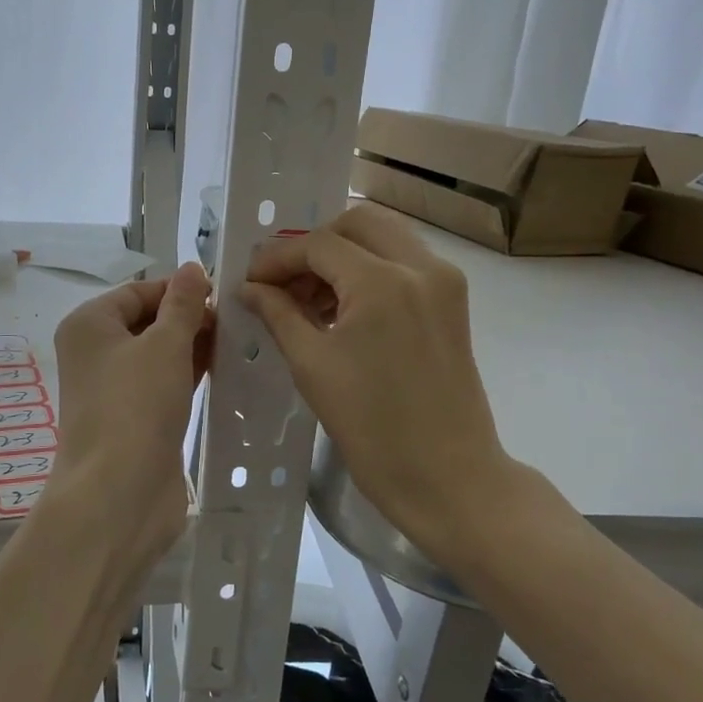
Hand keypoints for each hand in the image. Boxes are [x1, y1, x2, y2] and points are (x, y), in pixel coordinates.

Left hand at [49, 262, 213, 565]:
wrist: (119, 495)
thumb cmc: (136, 406)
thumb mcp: (164, 345)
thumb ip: (182, 305)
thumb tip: (193, 268)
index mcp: (90, 325)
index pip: (139, 291)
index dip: (180, 289)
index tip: (224, 293)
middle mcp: (97, 352)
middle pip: (148, 321)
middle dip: (190, 317)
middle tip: (239, 318)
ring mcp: (115, 388)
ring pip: (160, 354)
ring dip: (195, 346)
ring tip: (240, 339)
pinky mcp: (136, 418)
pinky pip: (166, 383)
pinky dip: (191, 373)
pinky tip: (226, 368)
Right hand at [239, 205, 518, 563]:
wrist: (449, 478)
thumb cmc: (372, 429)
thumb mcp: (312, 366)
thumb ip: (278, 314)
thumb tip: (249, 288)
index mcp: (384, 282)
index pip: (319, 245)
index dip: (277, 258)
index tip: (250, 281)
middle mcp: (421, 266)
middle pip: (357, 223)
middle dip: (314, 245)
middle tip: (284, 282)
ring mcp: (444, 281)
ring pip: (385, 237)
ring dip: (343, 255)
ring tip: (309, 299)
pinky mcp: (453, 302)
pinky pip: (404, 262)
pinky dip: (370, 270)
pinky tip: (343, 308)